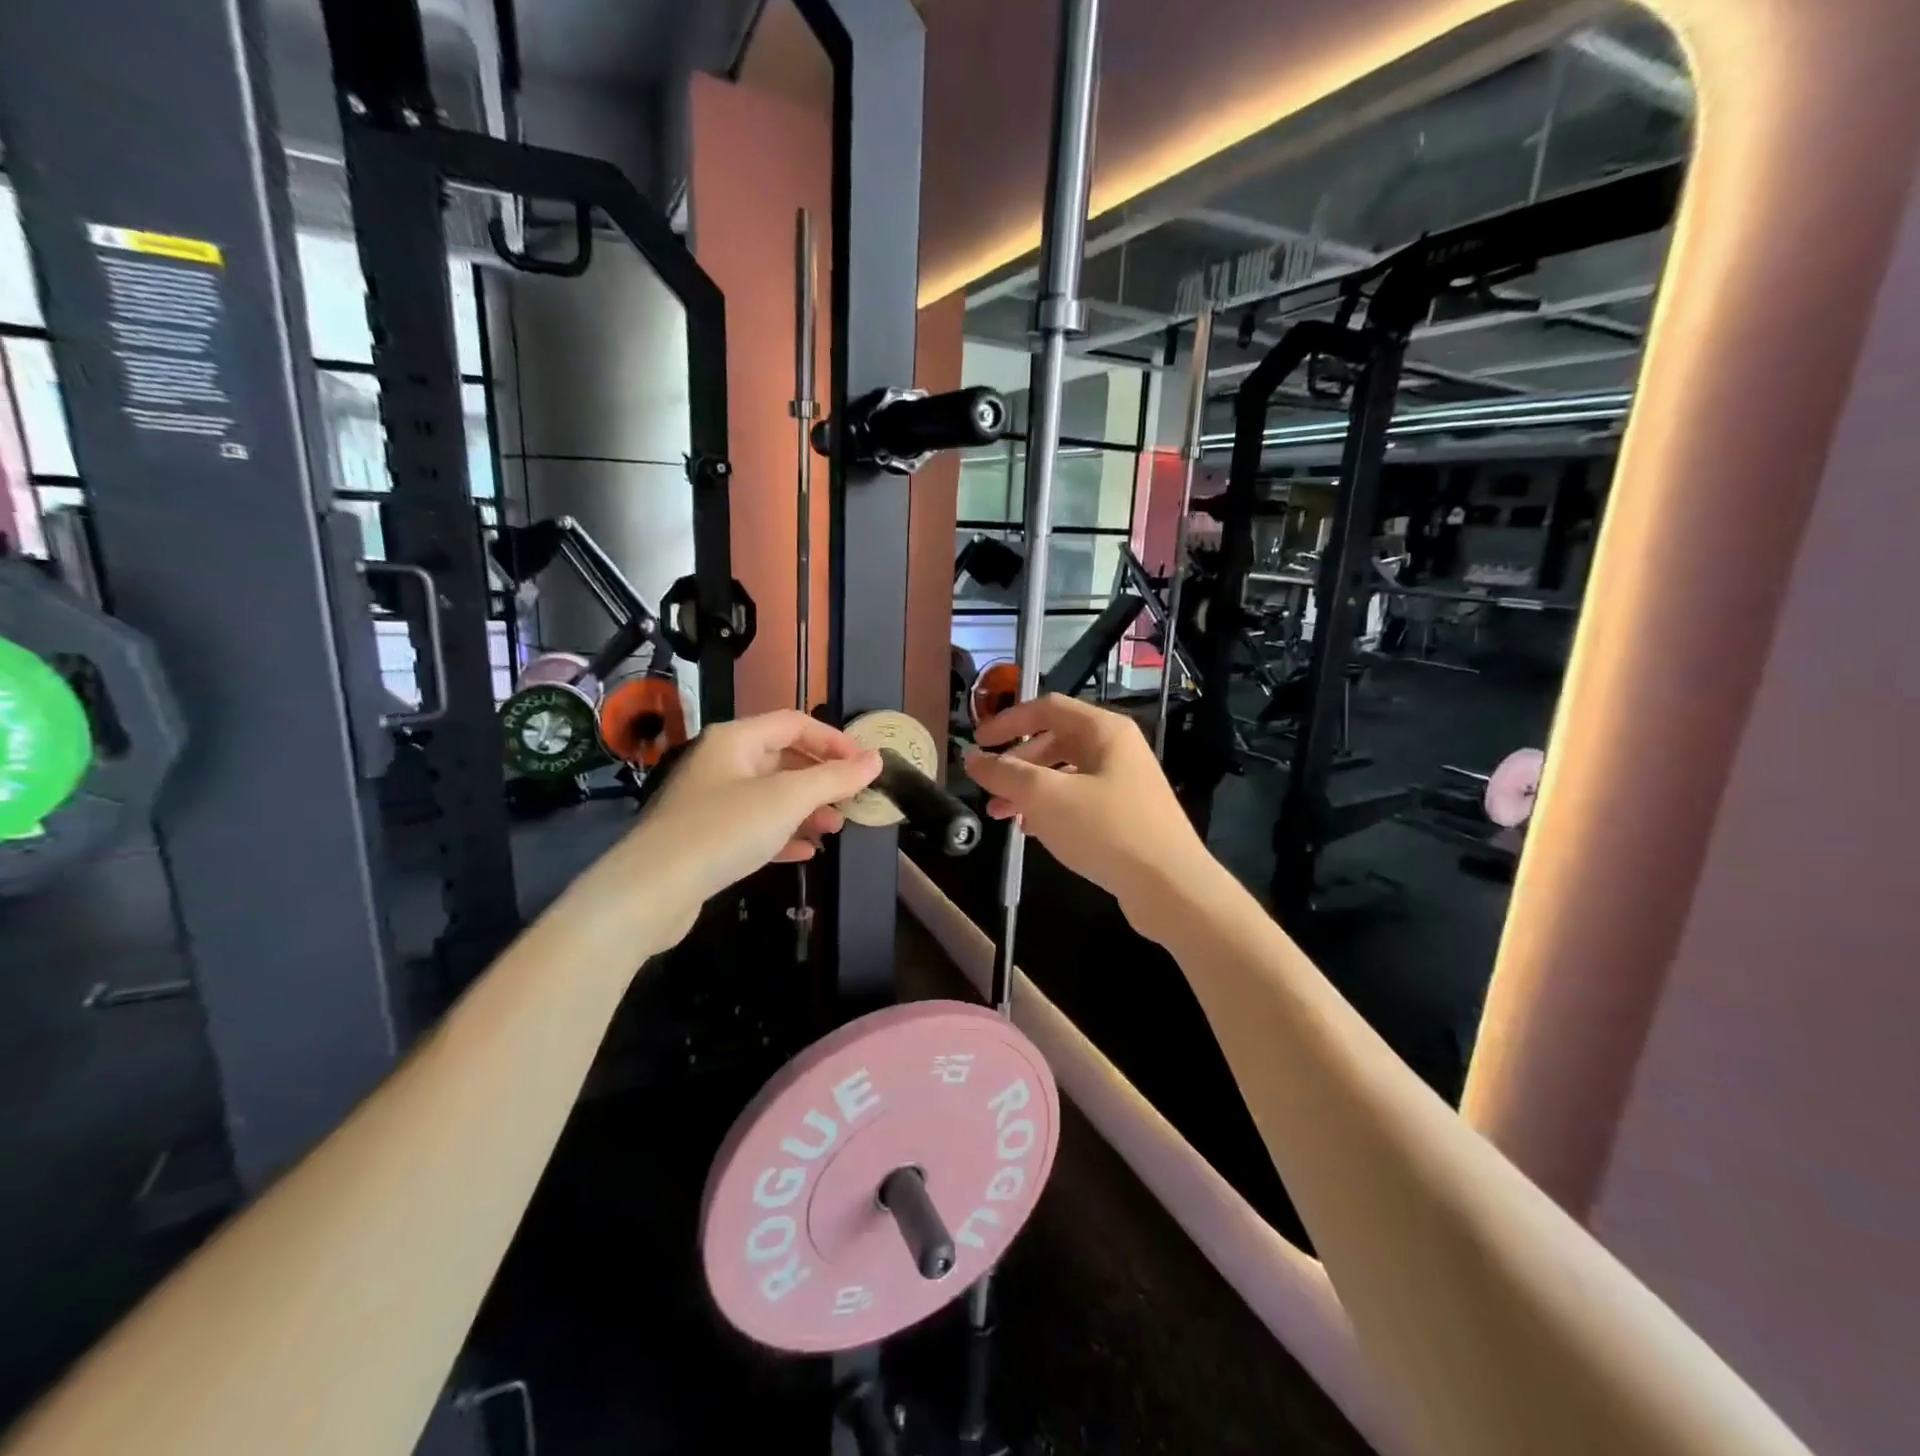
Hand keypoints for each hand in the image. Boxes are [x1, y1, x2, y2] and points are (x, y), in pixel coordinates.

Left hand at [589, 711, 880, 940]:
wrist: (652, 890)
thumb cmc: (724, 830)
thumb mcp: (788, 799)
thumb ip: (834, 778)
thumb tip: (876, 760)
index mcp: (736, 740)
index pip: (795, 723)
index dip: (834, 740)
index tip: (866, 765)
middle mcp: (722, 763)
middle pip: (783, 758)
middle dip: (821, 778)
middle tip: (853, 800)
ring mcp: (711, 801)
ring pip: (770, 795)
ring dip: (806, 808)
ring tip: (835, 828)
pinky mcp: (707, 838)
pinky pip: (754, 827)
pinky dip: (783, 834)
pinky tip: (806, 852)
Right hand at [963, 695, 1217, 938]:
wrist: (1169, 885)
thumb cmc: (1106, 829)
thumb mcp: (1046, 797)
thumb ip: (1005, 773)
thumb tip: (973, 759)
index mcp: (1104, 730)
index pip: (1047, 708)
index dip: (1008, 721)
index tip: (978, 742)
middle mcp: (1116, 749)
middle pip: (1055, 741)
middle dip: (1016, 763)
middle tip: (988, 785)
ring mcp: (1124, 783)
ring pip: (1065, 774)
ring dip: (1029, 789)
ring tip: (1000, 814)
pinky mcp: (1126, 815)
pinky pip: (1078, 800)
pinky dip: (1050, 809)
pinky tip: (1031, 831)